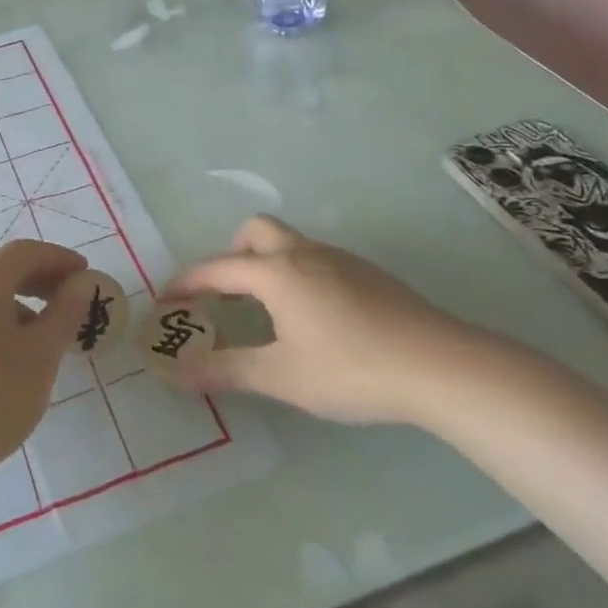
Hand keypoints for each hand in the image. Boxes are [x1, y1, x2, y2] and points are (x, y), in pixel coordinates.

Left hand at [0, 240, 91, 480]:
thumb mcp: (41, 354)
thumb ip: (65, 313)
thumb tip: (81, 283)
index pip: (25, 252)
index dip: (59, 258)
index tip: (86, 274)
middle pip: (3, 268)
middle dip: (41, 277)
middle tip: (71, 298)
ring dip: (22, 300)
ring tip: (49, 331)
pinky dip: (2, 320)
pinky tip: (15, 354)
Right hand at [163, 216, 498, 425]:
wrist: (440, 365)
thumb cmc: (350, 369)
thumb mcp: (281, 376)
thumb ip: (225, 370)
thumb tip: (175, 373)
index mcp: (276, 272)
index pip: (218, 268)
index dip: (187, 282)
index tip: (167, 299)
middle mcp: (304, 253)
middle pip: (256, 231)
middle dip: (232, 254)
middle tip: (225, 294)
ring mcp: (341, 260)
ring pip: (291, 243)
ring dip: (267, 264)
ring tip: (267, 310)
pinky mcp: (369, 274)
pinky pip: (317, 260)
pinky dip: (298, 275)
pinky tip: (314, 318)